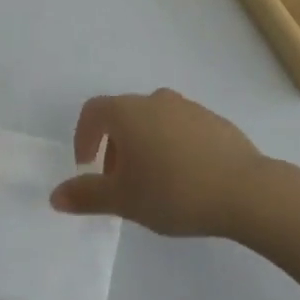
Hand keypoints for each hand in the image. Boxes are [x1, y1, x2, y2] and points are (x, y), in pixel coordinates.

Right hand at [50, 89, 262, 236]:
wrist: (243, 189)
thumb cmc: (173, 191)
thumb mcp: (124, 200)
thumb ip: (87, 196)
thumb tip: (55, 195)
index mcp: (128, 112)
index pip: (94, 111)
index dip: (84, 136)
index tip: (87, 166)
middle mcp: (155, 99)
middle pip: (123, 115)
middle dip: (114, 146)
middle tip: (119, 183)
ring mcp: (187, 106)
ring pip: (152, 120)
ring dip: (143, 145)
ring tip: (152, 183)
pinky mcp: (212, 119)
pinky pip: (179, 127)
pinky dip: (170, 145)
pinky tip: (184, 178)